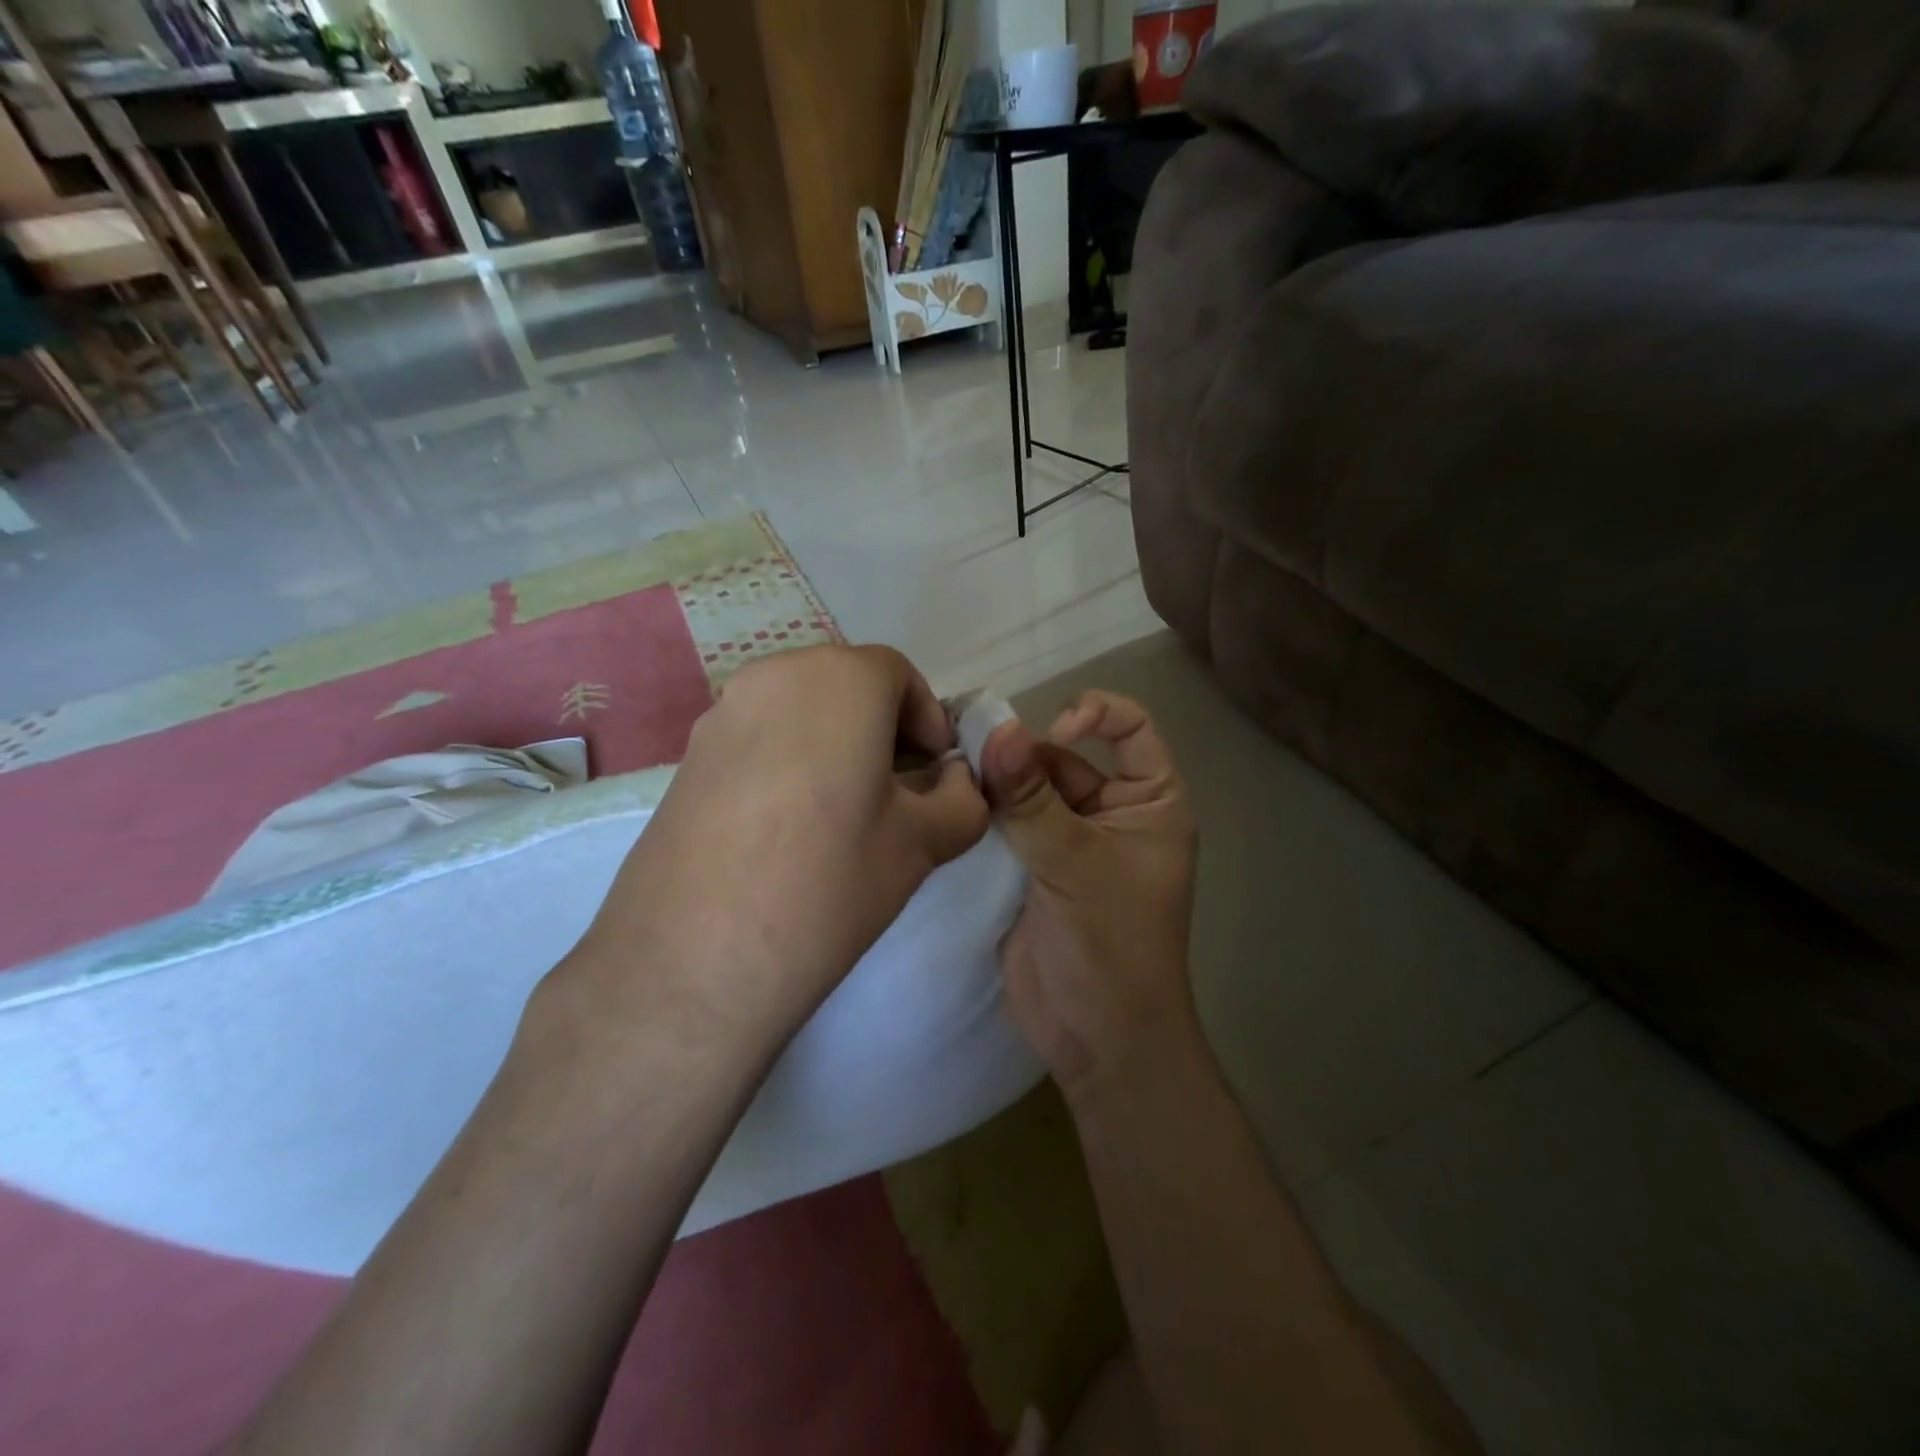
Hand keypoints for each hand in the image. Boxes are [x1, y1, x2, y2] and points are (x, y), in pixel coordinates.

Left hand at [569, 644, 989, 1043]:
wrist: (694, 954)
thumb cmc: (829, 880)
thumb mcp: (922, 844)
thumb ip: (962, 801)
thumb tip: (959, 785)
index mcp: (840, 678)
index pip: (898, 674)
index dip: (928, 720)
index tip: (936, 772)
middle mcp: (776, 675)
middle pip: (847, 685)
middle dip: (883, 729)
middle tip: (898, 792)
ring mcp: (722, 712)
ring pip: (800, 710)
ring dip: (835, 743)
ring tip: (843, 812)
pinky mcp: (687, 754)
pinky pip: (758, 737)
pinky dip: (788, 760)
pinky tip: (789, 826)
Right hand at [980, 692, 1199, 1102]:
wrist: (1096, 1038)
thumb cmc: (1111, 946)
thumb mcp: (1076, 864)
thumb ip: (1031, 798)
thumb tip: (997, 729)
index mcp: (1150, 802)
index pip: (1130, 728)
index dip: (1094, 714)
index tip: (1052, 732)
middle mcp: (1110, 813)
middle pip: (1065, 758)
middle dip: (1023, 755)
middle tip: (971, 756)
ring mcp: (1068, 842)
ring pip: (1029, 790)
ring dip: (997, 783)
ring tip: (954, 776)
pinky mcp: (1031, 868)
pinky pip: (1007, 825)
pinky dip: (983, 813)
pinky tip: (950, 802)